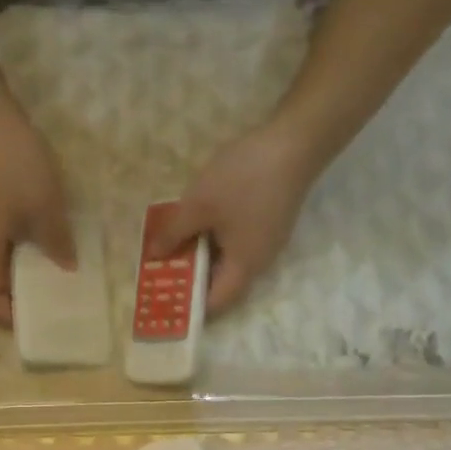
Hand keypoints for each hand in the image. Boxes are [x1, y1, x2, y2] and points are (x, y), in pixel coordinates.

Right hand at [0, 84, 74, 327]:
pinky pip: (8, 243)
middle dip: (19, 300)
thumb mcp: (44, 206)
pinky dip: (27, 253)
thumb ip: (57, 241)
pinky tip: (51, 247)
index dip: (8, 317)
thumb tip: (67, 269)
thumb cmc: (14, 166)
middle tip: (53, 303)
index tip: (38, 320)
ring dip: (25, 275)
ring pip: (1, 264)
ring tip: (57, 279)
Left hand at [149, 121, 316, 314]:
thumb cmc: (244, 179)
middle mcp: (260, 261)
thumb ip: (174, 233)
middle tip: (161, 271)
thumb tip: (156, 255)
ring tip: (172, 246)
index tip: (165, 301)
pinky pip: (237, 241)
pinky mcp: (269, 221)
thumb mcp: (199, 205)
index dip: (191, 307)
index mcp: (245, 266)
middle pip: (223, 282)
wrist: (294, 142)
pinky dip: (214, 239)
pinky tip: (197, 223)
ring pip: (229, 259)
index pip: (217, 302)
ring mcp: (267, 240)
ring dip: (202, 255)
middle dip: (192, 278)